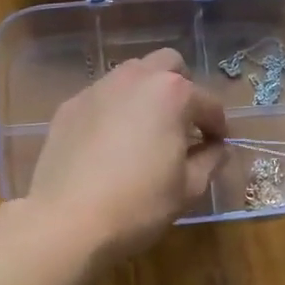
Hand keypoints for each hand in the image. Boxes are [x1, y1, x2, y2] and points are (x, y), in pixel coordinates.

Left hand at [27, 49, 227, 261]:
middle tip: (182, 124)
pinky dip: (114, 110)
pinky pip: (101, 97)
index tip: (217, 145)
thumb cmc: (138, 205)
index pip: (208, 103)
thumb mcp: (188, 189)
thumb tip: (216, 148)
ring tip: (145, 130)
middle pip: (168, 65)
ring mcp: (97, 89)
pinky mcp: (69, 107)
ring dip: (146, 94)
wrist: (67, 220)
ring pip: (131, 75)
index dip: (218, 126)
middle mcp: (135, 79)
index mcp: (172, 94)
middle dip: (182, 89)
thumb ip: (210, 160)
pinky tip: (109, 143)